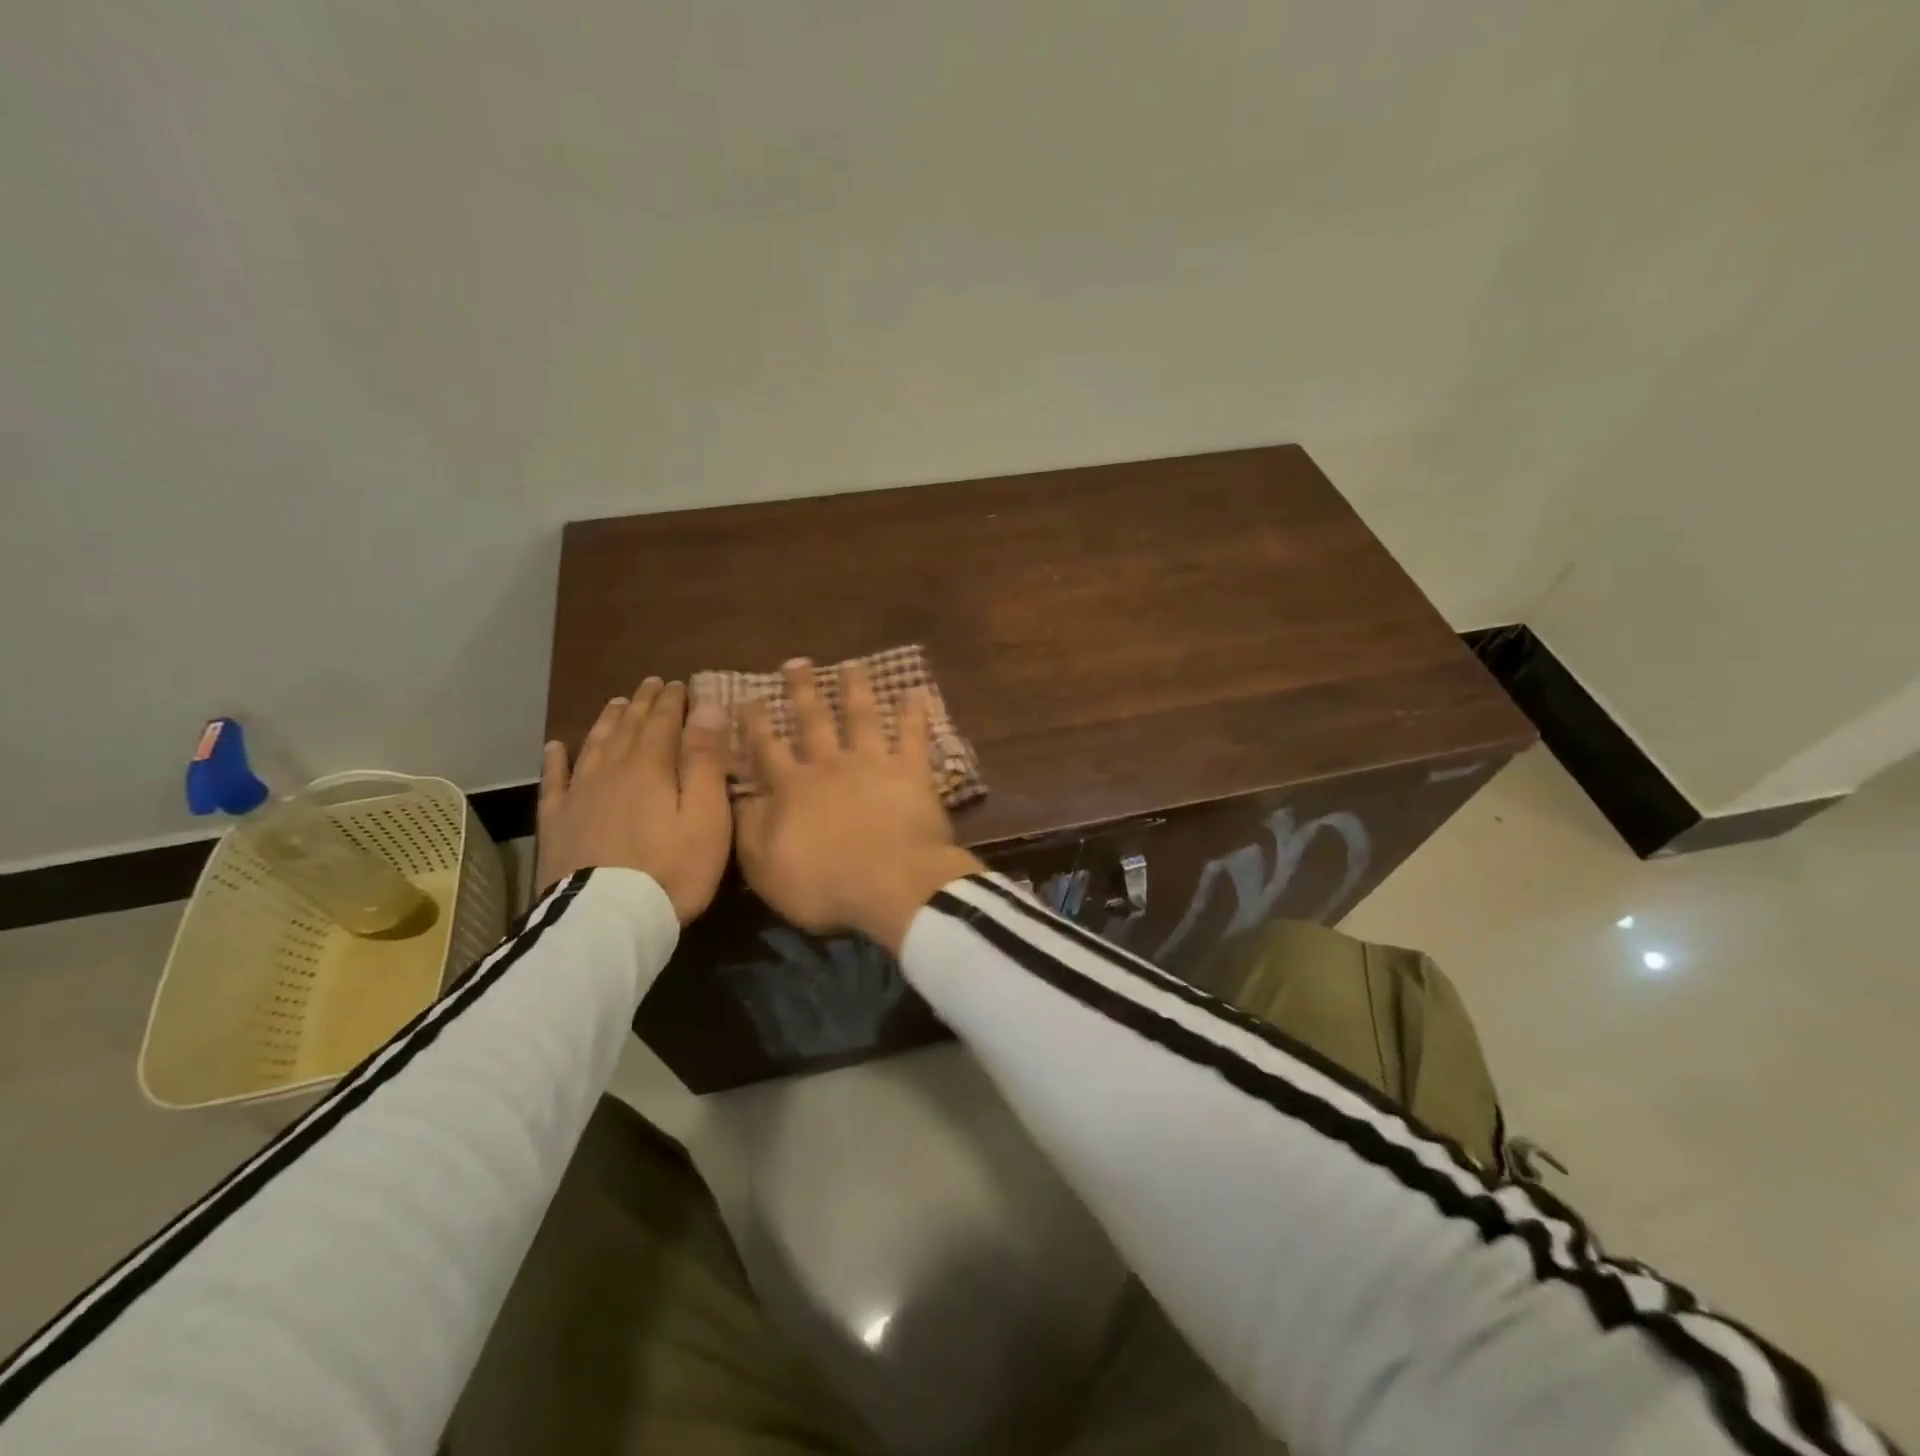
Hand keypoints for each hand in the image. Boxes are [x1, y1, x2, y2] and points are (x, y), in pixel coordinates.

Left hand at [535, 678, 732, 922]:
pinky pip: (554, 780)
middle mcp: (611, 769)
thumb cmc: (673, 868)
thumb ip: (706, 759)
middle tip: (651, 684)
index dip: (672, 700)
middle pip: (627, 727)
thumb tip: (707, 706)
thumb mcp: (706, 814)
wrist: (609, 920)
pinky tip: (557, 746)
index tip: (679, 683)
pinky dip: (556, 759)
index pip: (662, 721)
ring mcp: (578, 794)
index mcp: (650, 766)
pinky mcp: (556, 822)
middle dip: (642, 703)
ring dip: (607, 721)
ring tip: (615, 704)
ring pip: (593, 745)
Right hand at [734, 659, 982, 954]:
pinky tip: (915, 691)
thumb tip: (736, 796)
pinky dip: (914, 712)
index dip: (755, 723)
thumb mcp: (766, 868)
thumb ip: (748, 829)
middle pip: (813, 721)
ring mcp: (873, 763)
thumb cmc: (825, 886)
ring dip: (855, 688)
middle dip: (802, 690)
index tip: (747, 697)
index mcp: (793, 789)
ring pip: (861, 716)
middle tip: (796, 662)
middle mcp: (830, 766)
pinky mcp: (911, 771)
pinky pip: (913, 734)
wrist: (893, 885)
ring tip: (852, 664)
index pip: (767, 748)